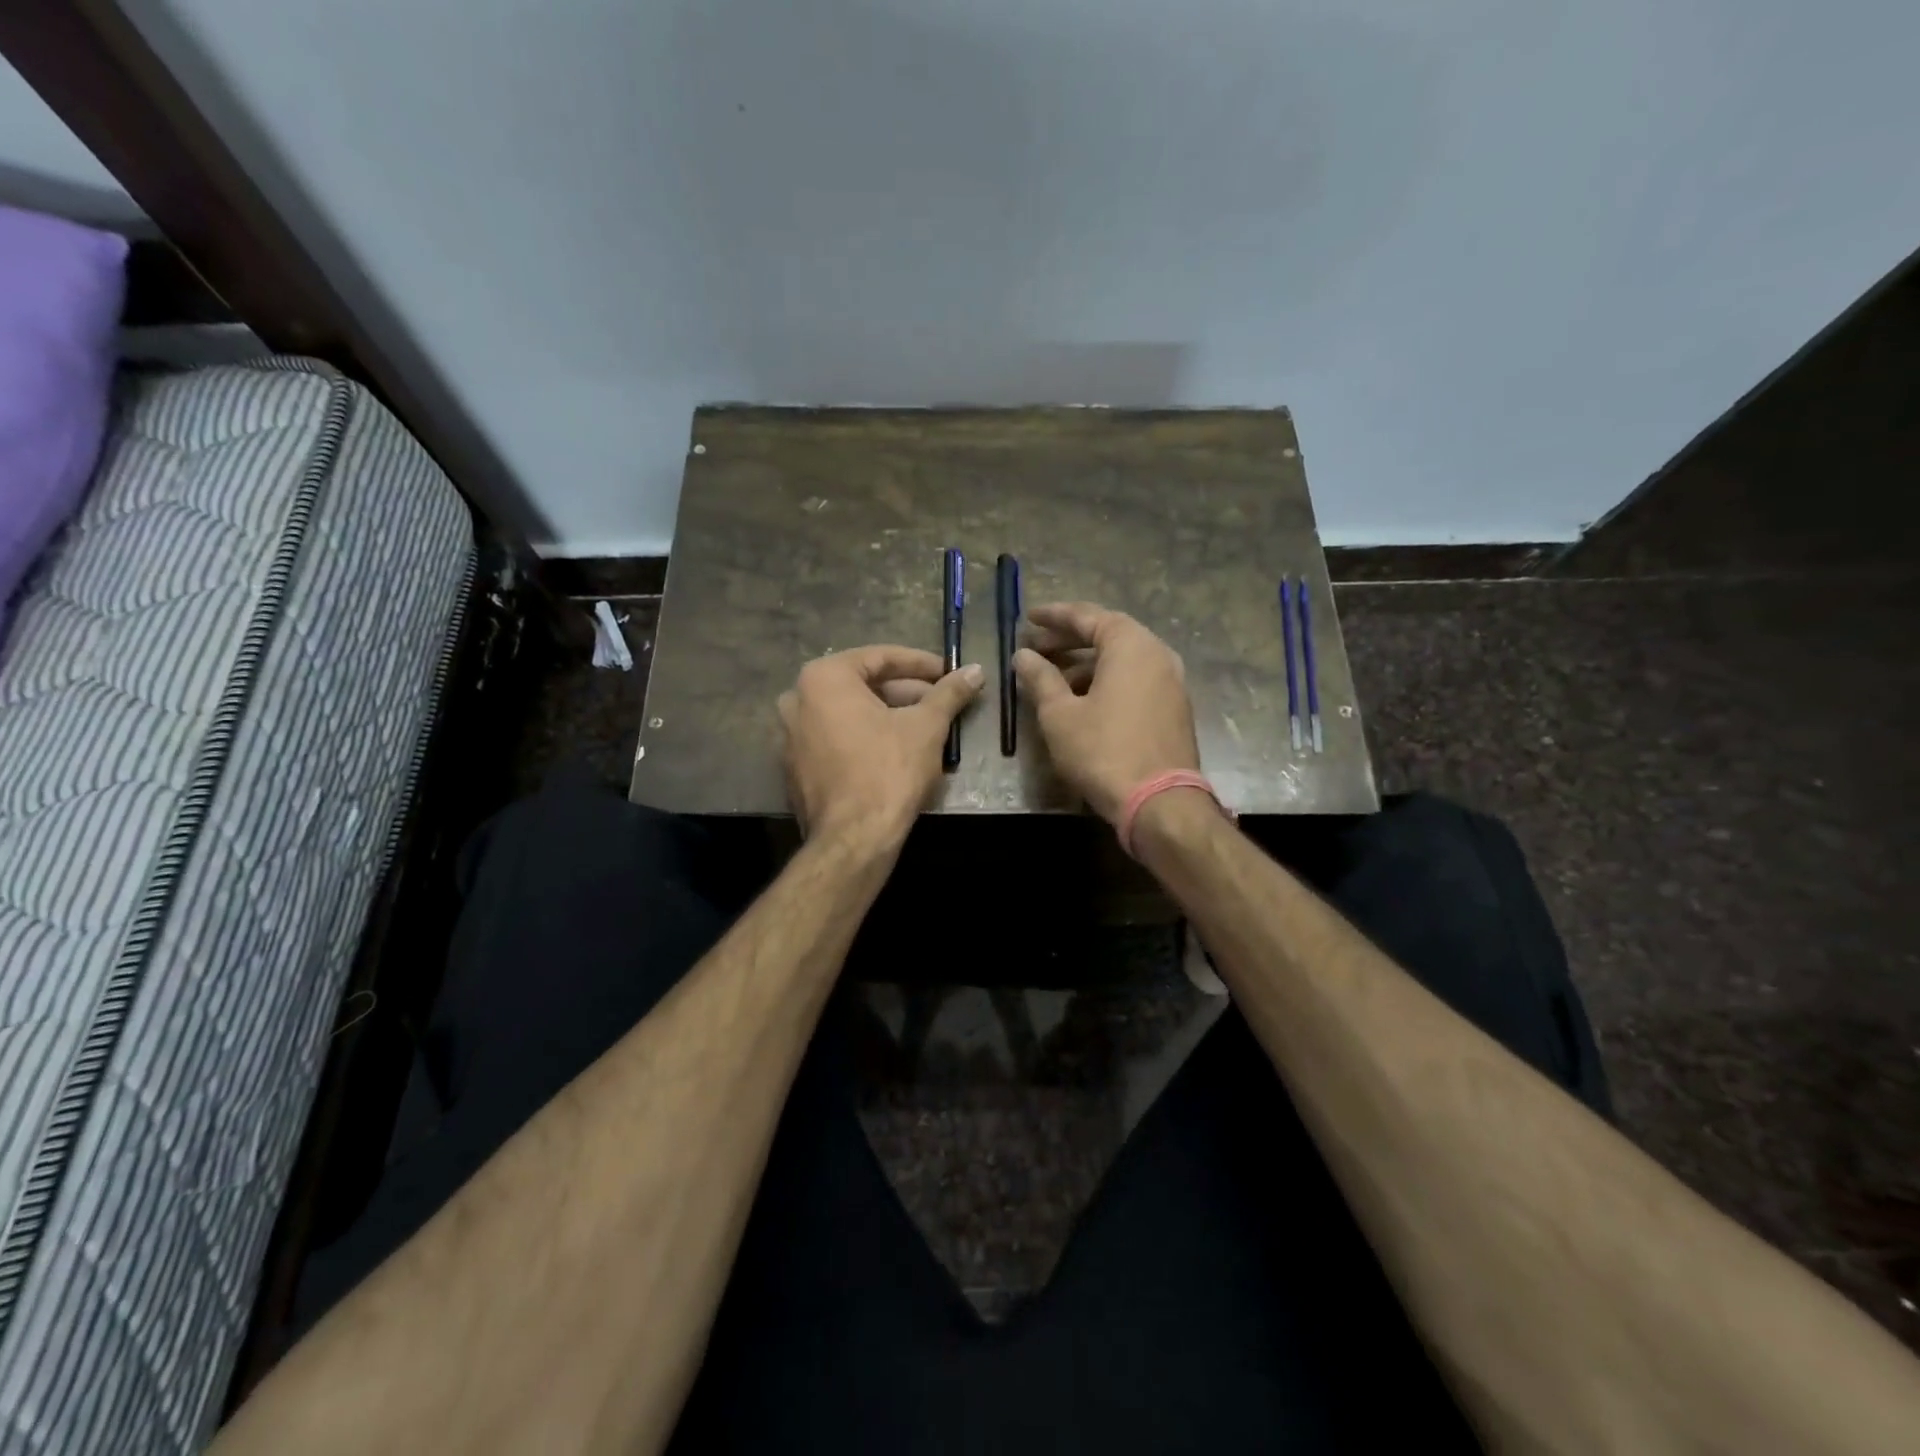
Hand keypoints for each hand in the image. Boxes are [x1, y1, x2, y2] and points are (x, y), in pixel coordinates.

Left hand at [778, 645, 982, 851]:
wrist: (854, 838)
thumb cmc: (889, 770)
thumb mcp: (927, 726)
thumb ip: (949, 693)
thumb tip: (976, 671)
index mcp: (823, 678)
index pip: (880, 657)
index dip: (921, 664)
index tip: (949, 672)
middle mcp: (798, 699)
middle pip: (862, 685)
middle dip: (906, 692)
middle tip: (941, 701)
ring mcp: (791, 735)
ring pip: (850, 713)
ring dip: (889, 715)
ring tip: (927, 726)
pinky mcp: (796, 767)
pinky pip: (836, 738)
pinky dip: (866, 737)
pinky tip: (898, 750)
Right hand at [1013, 602, 1200, 825]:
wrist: (1160, 803)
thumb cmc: (1103, 751)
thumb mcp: (1060, 714)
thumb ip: (1041, 678)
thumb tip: (1023, 655)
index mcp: (1131, 645)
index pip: (1088, 616)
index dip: (1054, 615)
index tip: (1028, 617)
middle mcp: (1157, 654)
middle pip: (1108, 634)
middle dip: (1068, 640)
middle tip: (1035, 647)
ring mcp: (1170, 682)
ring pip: (1122, 660)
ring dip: (1086, 663)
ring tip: (1052, 677)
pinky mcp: (1173, 708)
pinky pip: (1134, 680)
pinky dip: (1106, 680)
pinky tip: (1081, 700)